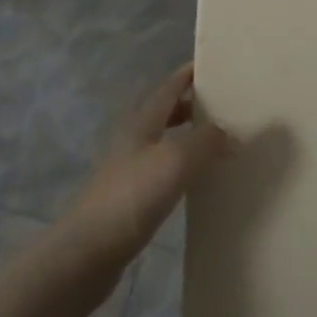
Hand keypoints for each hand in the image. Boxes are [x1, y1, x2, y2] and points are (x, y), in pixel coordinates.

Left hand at [66, 64, 231, 266]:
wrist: (87, 253)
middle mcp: (134, 140)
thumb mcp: (176, 160)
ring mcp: (129, 171)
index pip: (169, 87)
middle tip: (224, 105)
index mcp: (142, 122)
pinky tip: (197, 180)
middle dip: (192, 105)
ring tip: (218, 142)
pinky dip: (183, 167)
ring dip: (189, 137)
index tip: (212, 64)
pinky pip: (163, 171)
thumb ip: (206, 141)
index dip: (188, 74)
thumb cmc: (132, 196)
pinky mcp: (129, 200)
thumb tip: (229, 134)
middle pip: (165, 112)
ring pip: (164, 142)